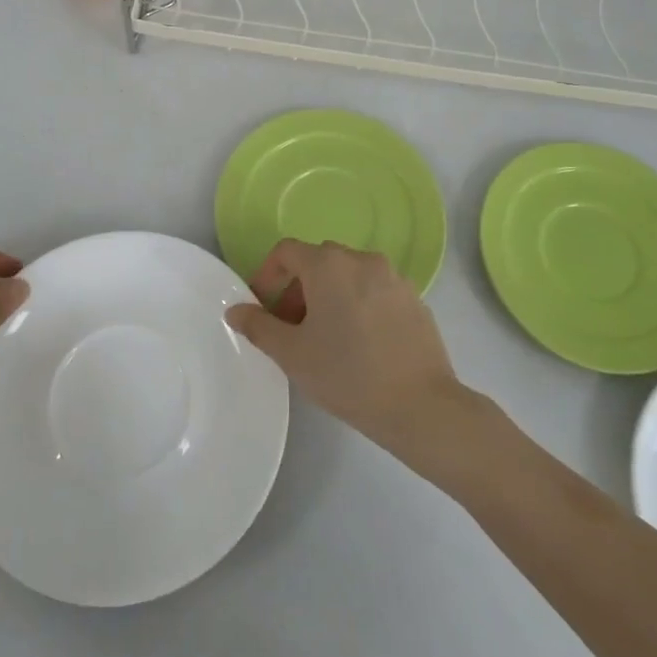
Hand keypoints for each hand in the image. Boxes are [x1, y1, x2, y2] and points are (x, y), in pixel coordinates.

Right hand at [225, 240, 462, 454]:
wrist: (421, 405)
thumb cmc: (347, 374)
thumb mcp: (292, 354)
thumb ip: (259, 326)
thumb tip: (235, 310)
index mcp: (329, 265)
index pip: (287, 251)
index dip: (267, 275)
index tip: (263, 308)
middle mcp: (362, 259)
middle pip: (319, 261)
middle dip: (298, 289)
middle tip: (291, 328)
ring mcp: (394, 277)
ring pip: (349, 275)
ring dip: (329, 296)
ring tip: (326, 339)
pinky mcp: (415, 299)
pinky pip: (375, 291)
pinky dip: (359, 305)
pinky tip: (361, 345)